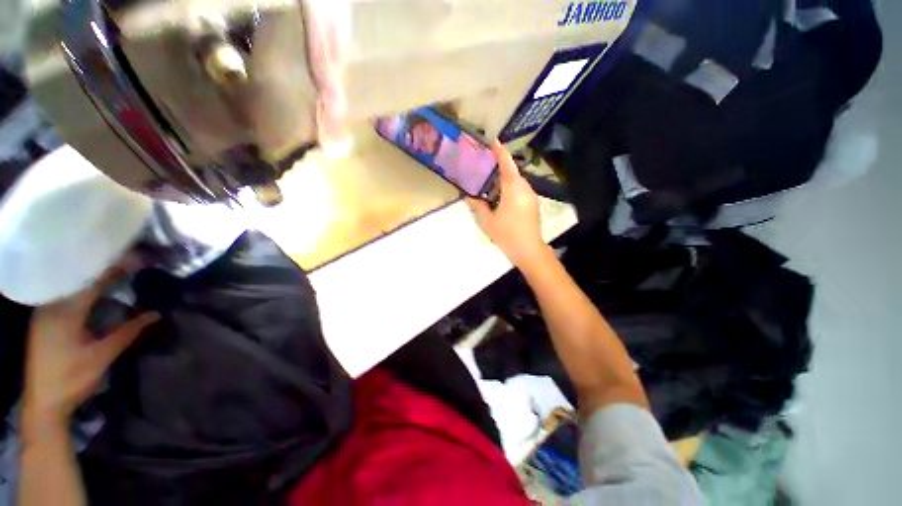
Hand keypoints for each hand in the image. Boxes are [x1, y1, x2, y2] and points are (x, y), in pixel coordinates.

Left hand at [23, 268, 158, 424]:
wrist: (43, 403)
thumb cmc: (73, 379)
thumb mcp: (102, 356)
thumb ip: (127, 332)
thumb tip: (156, 314)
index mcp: (65, 313)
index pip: (92, 283)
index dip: (114, 270)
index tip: (136, 260)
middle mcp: (50, 307)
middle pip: (77, 280)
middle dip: (102, 271)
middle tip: (127, 264)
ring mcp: (43, 313)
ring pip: (69, 287)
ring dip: (90, 280)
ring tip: (112, 274)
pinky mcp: (42, 321)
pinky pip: (62, 297)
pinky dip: (79, 291)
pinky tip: (91, 293)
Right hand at [466, 140, 547, 267]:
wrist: (528, 249)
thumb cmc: (506, 234)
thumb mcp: (487, 221)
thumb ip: (478, 206)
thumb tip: (468, 197)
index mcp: (513, 189)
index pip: (507, 164)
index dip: (500, 151)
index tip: (494, 140)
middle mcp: (525, 188)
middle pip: (512, 172)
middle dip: (500, 168)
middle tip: (486, 167)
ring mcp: (531, 196)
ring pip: (517, 181)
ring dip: (505, 180)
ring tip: (491, 185)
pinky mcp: (533, 204)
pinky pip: (521, 190)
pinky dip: (510, 188)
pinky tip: (501, 198)